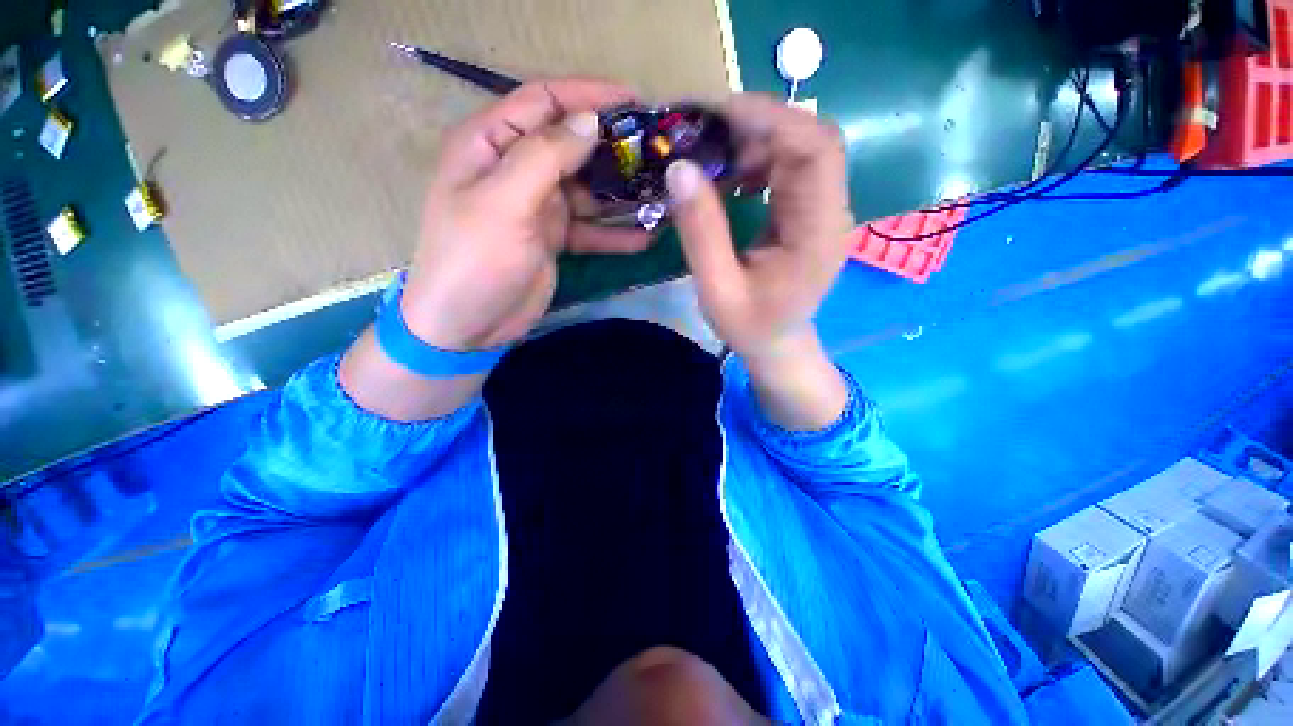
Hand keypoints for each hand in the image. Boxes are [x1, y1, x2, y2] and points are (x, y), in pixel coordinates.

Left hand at [401, 80, 651, 350]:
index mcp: (491, 145)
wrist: (466, 326)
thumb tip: (590, 122)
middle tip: (658, 154)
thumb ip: (545, 157)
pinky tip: (645, 238)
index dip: (588, 96)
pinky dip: (615, 234)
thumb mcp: (504, 202)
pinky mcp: (553, 239)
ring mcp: (538, 207)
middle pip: (571, 145)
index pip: (543, 102)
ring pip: (586, 189)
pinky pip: (590, 230)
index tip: (636, 102)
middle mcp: (516, 170)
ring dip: (621, 192)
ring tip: (661, 194)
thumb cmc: (475, 261)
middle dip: (613, 147)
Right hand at [665, 94, 853, 362]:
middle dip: (758, 125)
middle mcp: (832, 212)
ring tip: (714, 157)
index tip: (715, 116)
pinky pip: (792, 166)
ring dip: (757, 140)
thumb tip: (679, 168)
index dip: (770, 119)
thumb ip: (700, 232)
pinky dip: (760, 159)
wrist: (776, 343)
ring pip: (802, 146)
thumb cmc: (749, 325)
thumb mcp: (716, 289)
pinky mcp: (811, 210)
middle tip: (706, 135)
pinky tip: (732, 176)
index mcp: (817, 234)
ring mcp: (825, 209)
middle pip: (812, 138)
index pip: (815, 150)